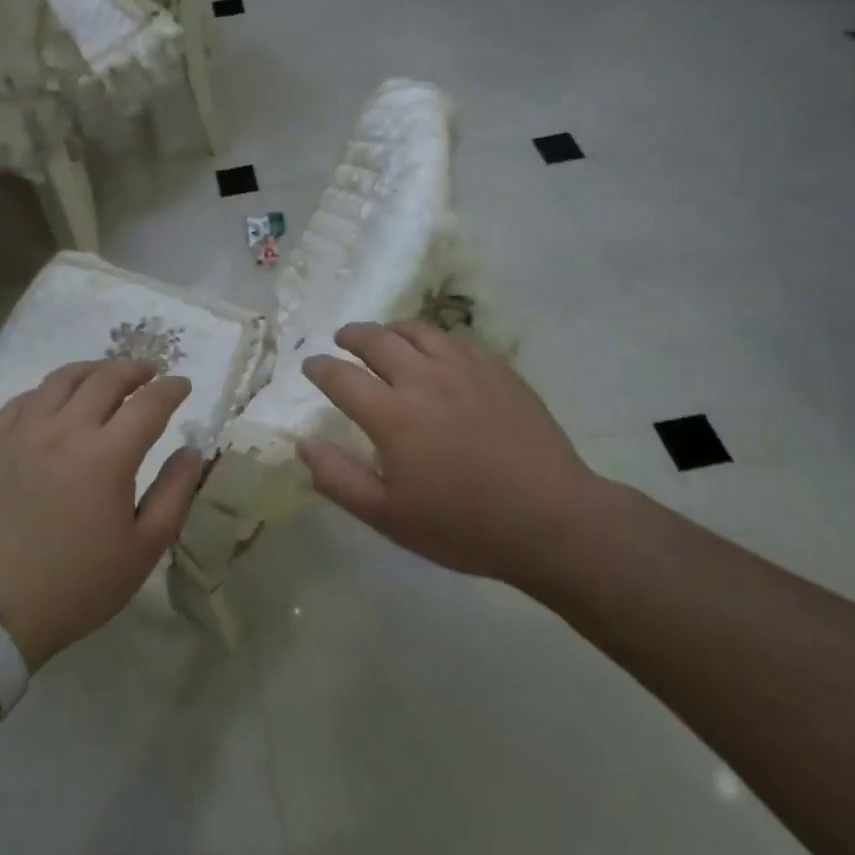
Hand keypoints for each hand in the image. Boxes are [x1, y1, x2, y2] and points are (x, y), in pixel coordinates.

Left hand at [0, 359, 201, 667]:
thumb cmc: (78, 584)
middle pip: (106, 378)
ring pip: (62, 379)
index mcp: (108, 456)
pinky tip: (56, 402)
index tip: (183, 385)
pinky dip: (49, 392)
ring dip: (93, 371)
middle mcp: (66, 430)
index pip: (149, 403)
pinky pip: (24, 399)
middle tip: (149, 374)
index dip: (171, 389)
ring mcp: (24, 432)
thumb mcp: (143, 549)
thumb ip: (174, 494)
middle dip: (135, 369)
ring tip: (106, 377)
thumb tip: (192, 452)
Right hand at [299, 322, 614, 585]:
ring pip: (416, 330)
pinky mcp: (497, 369)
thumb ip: (338, 478)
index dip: (319, 368)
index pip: (341, 376)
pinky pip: (455, 339)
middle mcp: (423, 378)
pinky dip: (432, 338)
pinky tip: (434, 351)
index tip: (310, 366)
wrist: (551, 519)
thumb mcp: (389, 517)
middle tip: (341, 339)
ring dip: (390, 329)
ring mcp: (464, 368)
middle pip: (376, 339)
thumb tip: (303, 443)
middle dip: (351, 336)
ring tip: (383, 336)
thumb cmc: (464, 526)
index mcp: (392, 415)